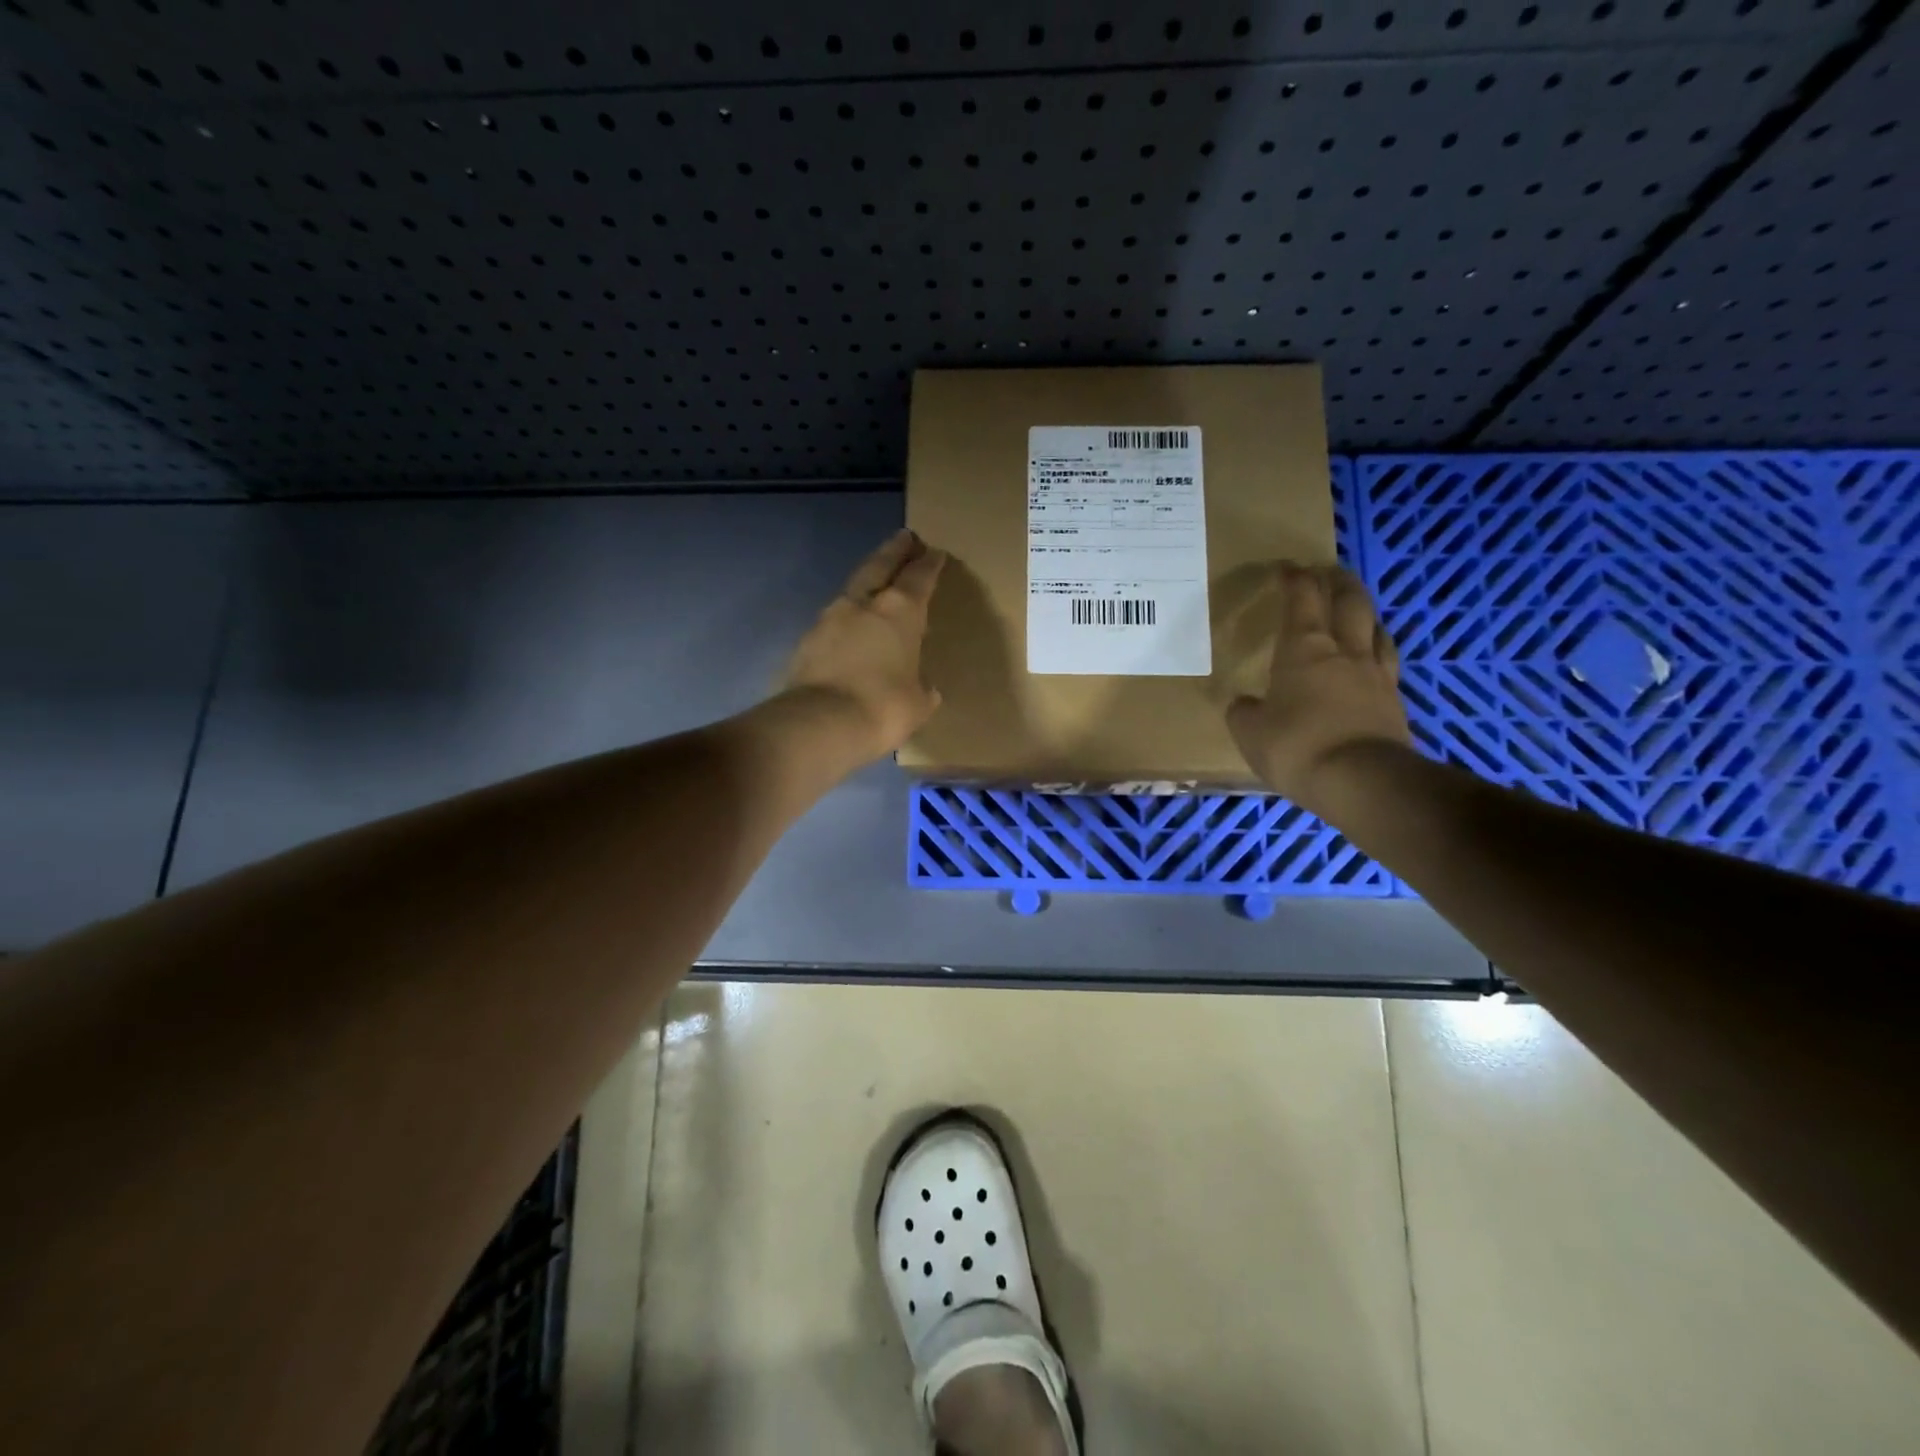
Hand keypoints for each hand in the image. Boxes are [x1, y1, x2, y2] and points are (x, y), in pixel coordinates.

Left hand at [782, 529, 947, 762]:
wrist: (821, 723)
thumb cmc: (884, 707)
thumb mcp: (918, 704)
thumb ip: (922, 689)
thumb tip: (924, 688)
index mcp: (900, 612)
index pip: (919, 578)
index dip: (929, 564)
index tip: (935, 553)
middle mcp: (864, 605)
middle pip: (880, 566)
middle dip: (895, 550)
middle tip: (905, 536)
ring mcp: (830, 619)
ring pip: (853, 589)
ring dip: (867, 581)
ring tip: (876, 582)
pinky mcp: (807, 640)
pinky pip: (833, 620)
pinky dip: (846, 617)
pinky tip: (850, 627)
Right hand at [1226, 562, 1411, 807]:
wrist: (1362, 781)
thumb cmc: (1296, 747)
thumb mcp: (1249, 732)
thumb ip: (1245, 712)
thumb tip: (1244, 703)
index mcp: (1303, 649)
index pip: (1301, 598)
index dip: (1294, 578)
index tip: (1286, 568)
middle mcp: (1343, 651)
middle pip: (1348, 601)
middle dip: (1337, 582)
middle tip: (1328, 573)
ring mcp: (1375, 674)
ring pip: (1374, 627)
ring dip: (1364, 610)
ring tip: (1356, 608)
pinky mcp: (1394, 700)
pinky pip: (1387, 660)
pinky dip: (1378, 647)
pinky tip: (1373, 655)